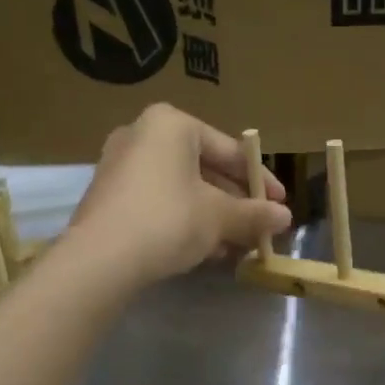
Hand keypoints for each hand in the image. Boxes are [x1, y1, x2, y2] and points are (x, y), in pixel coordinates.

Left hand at [66, 104, 290, 289]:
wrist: (100, 260)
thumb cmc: (168, 220)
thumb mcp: (219, 217)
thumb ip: (254, 214)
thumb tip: (284, 217)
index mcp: (171, 125)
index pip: (229, 151)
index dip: (260, 180)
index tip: (280, 204)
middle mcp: (142, 134)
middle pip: (205, 169)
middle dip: (235, 203)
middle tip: (259, 227)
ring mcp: (120, 165)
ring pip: (182, 189)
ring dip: (213, 216)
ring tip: (236, 246)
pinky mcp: (109, 196)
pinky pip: (159, 202)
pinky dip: (184, 221)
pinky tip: (205, 251)